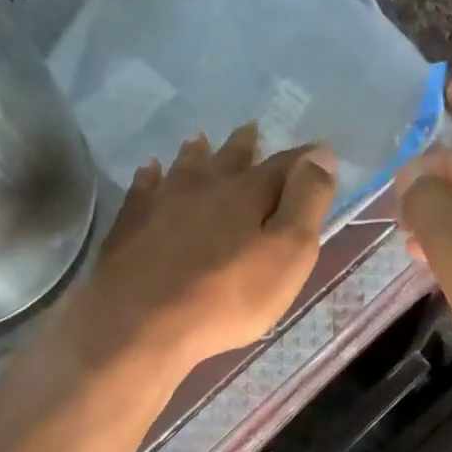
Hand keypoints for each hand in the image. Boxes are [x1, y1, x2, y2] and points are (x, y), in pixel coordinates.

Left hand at [68, 123, 337, 381]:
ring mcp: (162, 201)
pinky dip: (150, 176)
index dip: (305, 158)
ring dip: (196, 153)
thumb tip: (321, 154)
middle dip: (244, 145)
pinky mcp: (130, 222)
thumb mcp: (286, 255)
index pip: (284, 165)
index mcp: (247, 193)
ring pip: (184, 166)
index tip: (319, 149)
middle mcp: (205, 185)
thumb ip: (306, 202)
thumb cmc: (226, 296)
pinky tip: (149, 171)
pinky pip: (143, 188)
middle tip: (250, 129)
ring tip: (198, 139)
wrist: (139, 322)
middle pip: (229, 158)